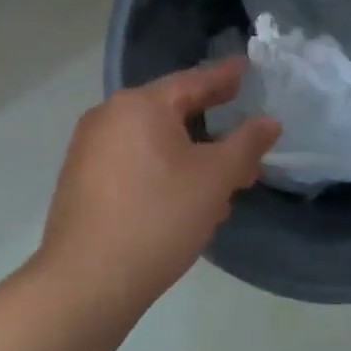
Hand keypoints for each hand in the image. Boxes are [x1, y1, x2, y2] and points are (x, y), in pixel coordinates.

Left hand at [37, 57, 280, 319]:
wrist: (87, 281)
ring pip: (152, 142)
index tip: (248, 68)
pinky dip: (163, 172)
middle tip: (245, 134)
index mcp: (139, 105)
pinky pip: (133, 163)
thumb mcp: (214, 179)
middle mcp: (108, 117)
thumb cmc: (158, 217)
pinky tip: (184, 200)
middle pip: (171, 112)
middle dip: (212, 126)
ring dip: (190, 156)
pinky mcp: (81, 181)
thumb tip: (269, 122)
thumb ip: (246, 144)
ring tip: (223, 180)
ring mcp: (88, 150)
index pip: (193, 81)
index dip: (225, 77)